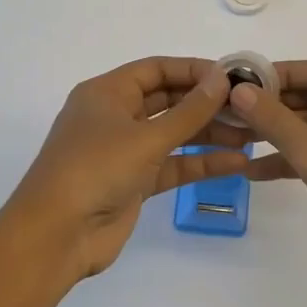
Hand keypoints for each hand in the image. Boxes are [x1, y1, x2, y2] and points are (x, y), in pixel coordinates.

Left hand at [3, 57, 254, 281]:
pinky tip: (236, 163)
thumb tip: (222, 79)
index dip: (193, 70)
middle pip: (167, 100)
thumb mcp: (146, 137)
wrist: (55, 236)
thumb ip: (189, 111)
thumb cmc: (95, 169)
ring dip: (209, 134)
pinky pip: (173, 165)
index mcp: (107, 93)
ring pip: (173, 134)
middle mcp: (115, 116)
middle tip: (248, 106)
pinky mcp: (134, 183)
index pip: (156, 70)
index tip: (232, 76)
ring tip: (251, 136)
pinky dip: (200, 164)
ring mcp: (124, 151)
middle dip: (206, 104)